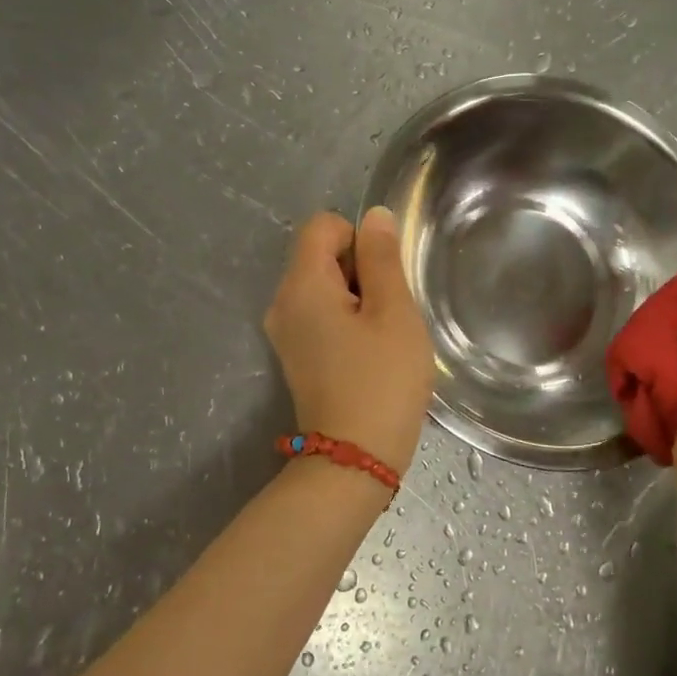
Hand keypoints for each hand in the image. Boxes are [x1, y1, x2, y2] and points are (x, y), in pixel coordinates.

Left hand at [264, 208, 434, 473]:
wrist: (355, 459)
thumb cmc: (382, 381)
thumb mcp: (394, 313)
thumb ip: (383, 259)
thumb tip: (373, 216)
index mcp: (301, 285)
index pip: (323, 225)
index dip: (360, 240)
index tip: (384, 280)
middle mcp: (283, 303)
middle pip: (322, 255)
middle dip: (361, 271)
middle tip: (390, 313)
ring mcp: (286, 332)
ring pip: (326, 287)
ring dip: (360, 299)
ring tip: (383, 336)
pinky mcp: (297, 356)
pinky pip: (322, 316)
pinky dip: (349, 322)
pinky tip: (370, 354)